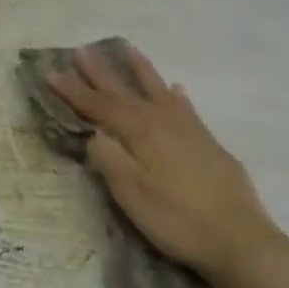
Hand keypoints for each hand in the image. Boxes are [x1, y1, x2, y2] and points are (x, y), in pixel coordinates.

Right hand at [47, 45, 288, 284]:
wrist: (237, 237)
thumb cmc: (176, 219)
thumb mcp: (132, 194)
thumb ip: (109, 159)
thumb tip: (93, 134)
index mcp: (141, 133)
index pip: (100, 107)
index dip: (74, 91)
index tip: (50, 72)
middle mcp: (164, 122)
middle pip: (126, 92)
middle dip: (101, 73)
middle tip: (82, 51)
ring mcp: (190, 130)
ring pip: (159, 91)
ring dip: (141, 71)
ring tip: (128, 50)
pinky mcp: (208, 143)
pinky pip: (186, 108)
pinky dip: (177, 96)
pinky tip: (177, 90)